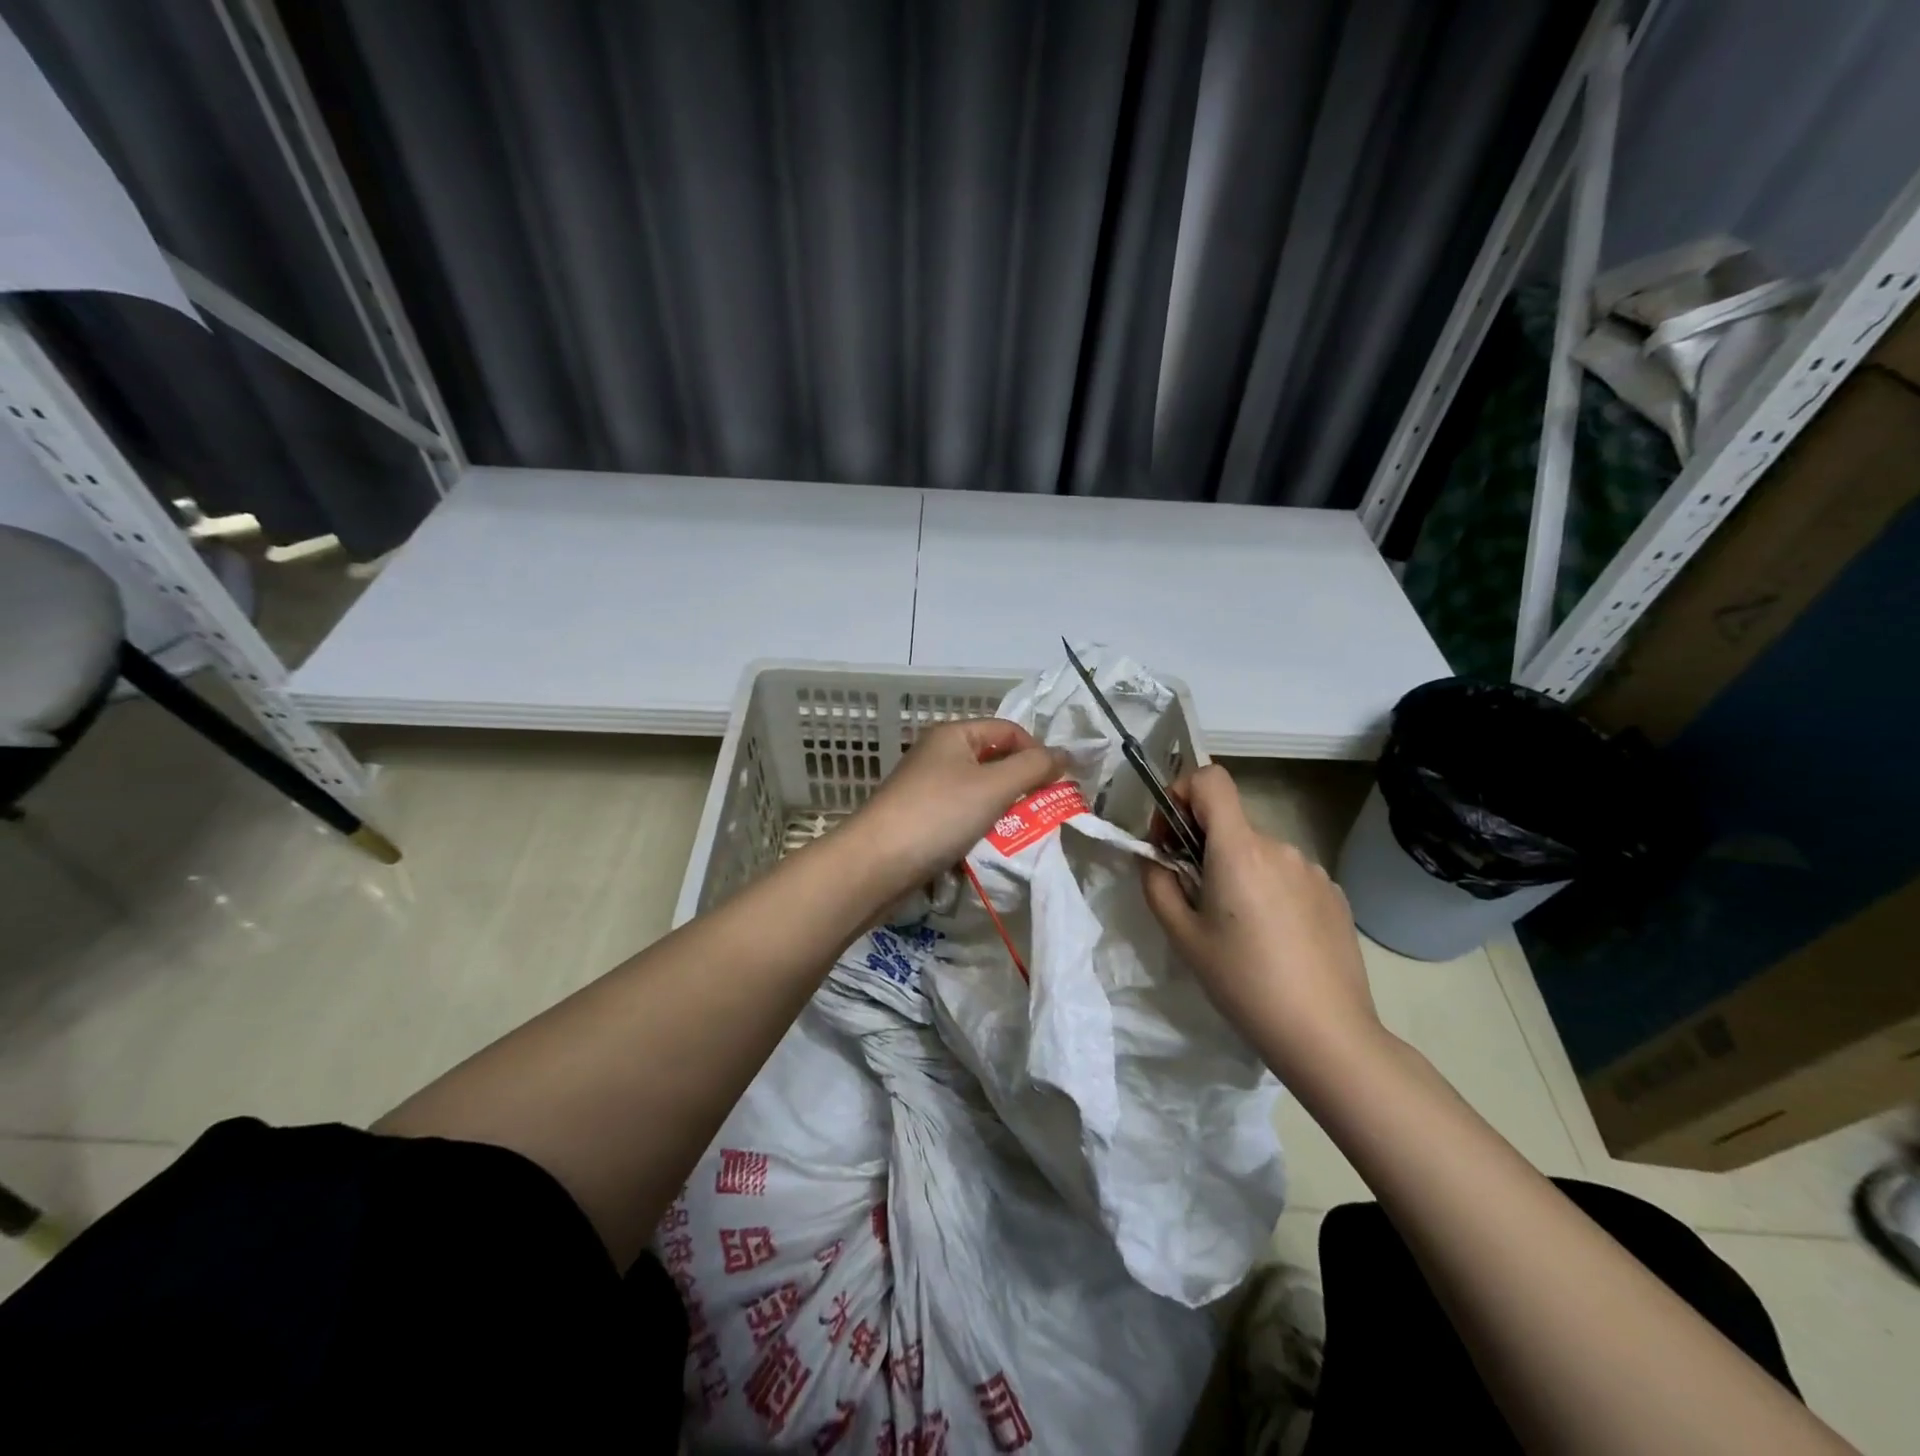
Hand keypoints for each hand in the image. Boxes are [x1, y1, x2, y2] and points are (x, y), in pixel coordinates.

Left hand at [846, 718, 1061, 897]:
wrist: (875, 864)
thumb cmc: (938, 815)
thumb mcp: (994, 786)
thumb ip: (1034, 768)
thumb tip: (1065, 754)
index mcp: (953, 735)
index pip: (1009, 730)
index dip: (1036, 752)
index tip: (1057, 784)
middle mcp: (938, 754)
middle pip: (994, 759)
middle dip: (1021, 783)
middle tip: (1043, 810)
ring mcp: (926, 787)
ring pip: (979, 790)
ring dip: (1002, 808)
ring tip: (1019, 830)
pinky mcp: (921, 817)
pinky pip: (961, 814)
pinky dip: (979, 825)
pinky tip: (988, 845)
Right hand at [1141, 765, 1384, 1081]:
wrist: (1326, 1034)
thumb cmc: (1243, 982)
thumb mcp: (1182, 936)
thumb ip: (1158, 884)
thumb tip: (1154, 858)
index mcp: (1239, 849)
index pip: (1210, 779)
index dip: (1182, 791)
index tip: (1171, 835)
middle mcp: (1279, 847)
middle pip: (1230, 823)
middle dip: (1203, 846)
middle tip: (1195, 897)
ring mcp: (1312, 869)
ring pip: (1258, 852)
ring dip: (1238, 871)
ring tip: (1238, 927)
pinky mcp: (1334, 894)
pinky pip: (1287, 875)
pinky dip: (1269, 890)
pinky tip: (1274, 939)